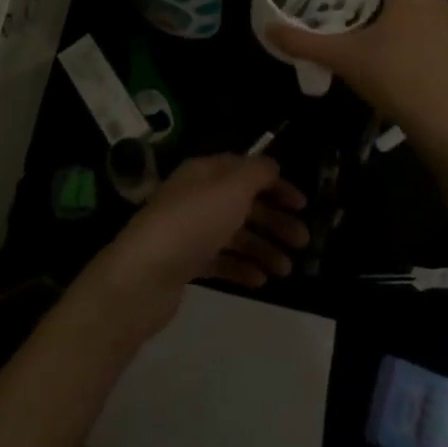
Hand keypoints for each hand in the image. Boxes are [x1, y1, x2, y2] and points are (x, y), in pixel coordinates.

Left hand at [76, 155, 308, 340]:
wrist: (144, 275)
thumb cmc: (193, 223)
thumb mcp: (231, 188)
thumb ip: (256, 173)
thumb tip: (272, 165)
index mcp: (205, 173)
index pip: (246, 170)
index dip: (276, 184)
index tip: (303, 205)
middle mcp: (196, 197)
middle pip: (243, 204)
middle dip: (275, 221)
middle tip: (303, 242)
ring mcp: (189, 231)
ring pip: (234, 234)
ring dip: (263, 248)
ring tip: (286, 270)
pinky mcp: (185, 263)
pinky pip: (220, 261)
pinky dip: (242, 267)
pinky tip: (261, 281)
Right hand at [268, 0, 447, 147]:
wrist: (442, 122)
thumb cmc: (394, 78)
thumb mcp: (343, 58)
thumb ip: (304, 42)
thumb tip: (269, 29)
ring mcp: (443, 18)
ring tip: (352, 0)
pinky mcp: (447, 39)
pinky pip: (419, 11)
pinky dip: (399, 10)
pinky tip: (378, 30)